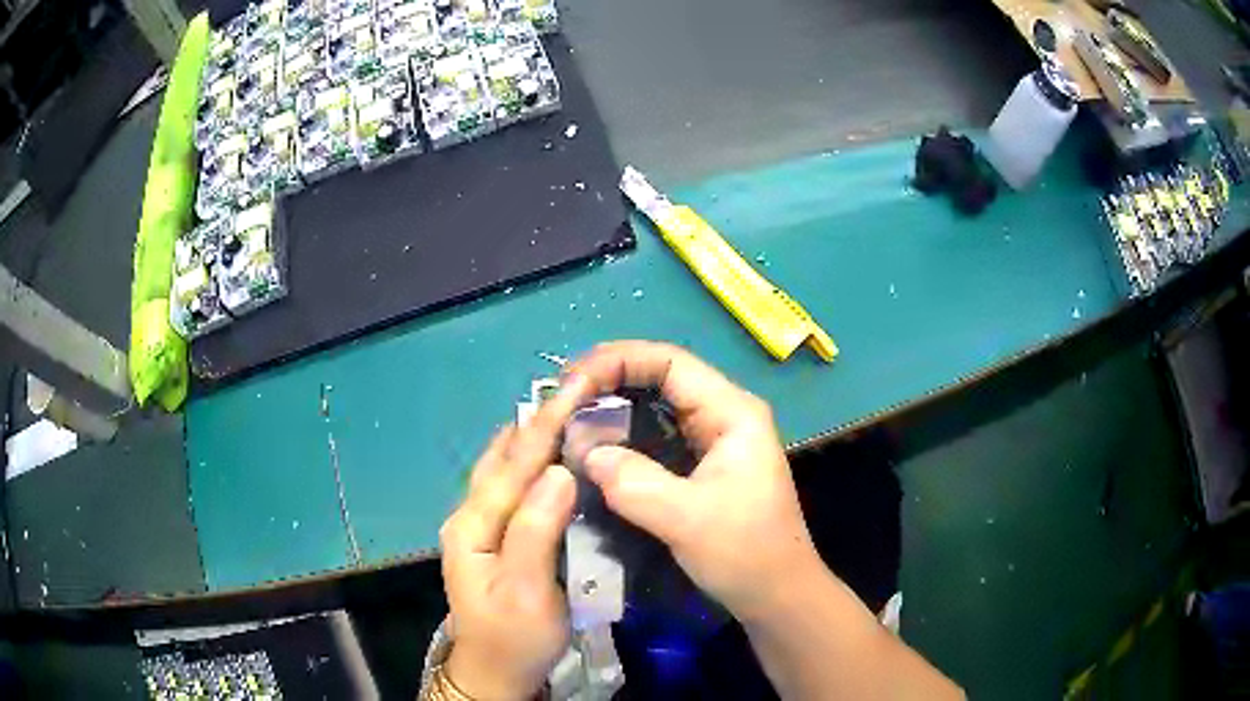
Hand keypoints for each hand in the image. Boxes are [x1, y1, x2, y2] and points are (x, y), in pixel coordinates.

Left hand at [438, 375, 590, 699]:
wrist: (494, 672)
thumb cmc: (514, 636)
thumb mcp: (526, 590)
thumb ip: (535, 530)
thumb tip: (559, 472)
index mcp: (474, 525)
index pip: (515, 464)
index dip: (547, 424)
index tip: (577, 387)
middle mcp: (470, 515)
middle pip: (504, 458)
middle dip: (538, 421)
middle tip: (577, 389)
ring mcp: (478, 526)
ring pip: (504, 468)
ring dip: (532, 437)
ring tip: (565, 409)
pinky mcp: (492, 537)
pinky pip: (511, 487)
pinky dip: (530, 462)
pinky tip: (549, 454)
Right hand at [565, 341, 822, 621]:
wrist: (777, 595)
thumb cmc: (746, 554)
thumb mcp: (688, 519)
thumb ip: (633, 482)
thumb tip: (584, 451)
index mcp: (732, 412)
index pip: (670, 361)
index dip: (617, 361)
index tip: (571, 382)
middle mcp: (722, 415)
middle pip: (660, 376)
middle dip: (608, 380)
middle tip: (560, 398)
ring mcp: (711, 441)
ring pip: (654, 407)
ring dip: (611, 408)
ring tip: (567, 418)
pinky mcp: (699, 467)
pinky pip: (653, 438)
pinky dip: (621, 437)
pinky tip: (592, 449)